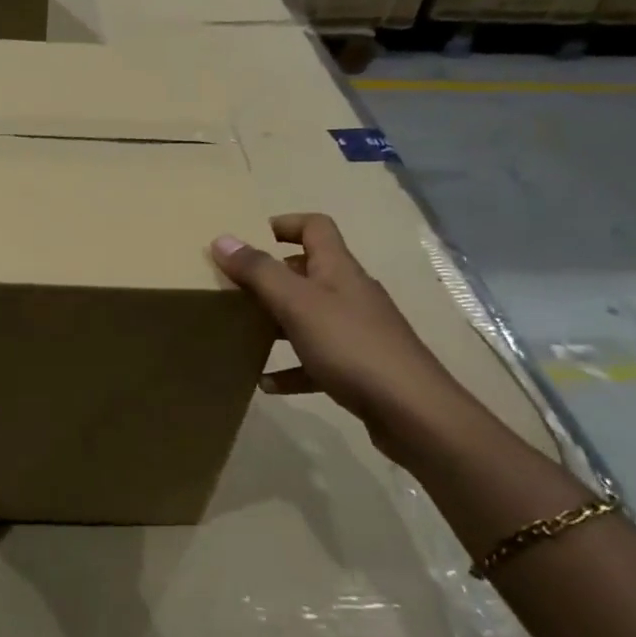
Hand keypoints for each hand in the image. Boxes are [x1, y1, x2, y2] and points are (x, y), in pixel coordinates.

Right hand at [210, 213, 470, 445]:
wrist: (413, 412)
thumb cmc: (351, 346)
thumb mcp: (297, 304)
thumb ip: (259, 272)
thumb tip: (222, 239)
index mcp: (338, 269)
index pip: (316, 227)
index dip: (285, 224)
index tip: (250, 237)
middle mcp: (350, 294)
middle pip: (309, 272)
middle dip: (272, 277)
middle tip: (236, 288)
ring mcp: (357, 332)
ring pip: (310, 317)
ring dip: (277, 322)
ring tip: (244, 332)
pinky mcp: (359, 368)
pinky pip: (316, 360)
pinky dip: (291, 368)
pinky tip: (267, 384)